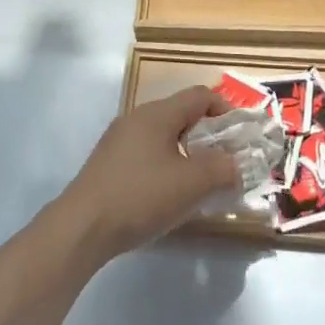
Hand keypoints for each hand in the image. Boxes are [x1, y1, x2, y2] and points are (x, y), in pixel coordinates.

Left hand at [49, 87, 241, 265]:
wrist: (82, 228)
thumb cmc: (140, 196)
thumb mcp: (191, 183)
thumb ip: (222, 168)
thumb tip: (236, 163)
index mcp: (157, 114)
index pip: (200, 96)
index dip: (226, 111)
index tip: (242, 138)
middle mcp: (136, 119)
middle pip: (182, 115)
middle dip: (209, 137)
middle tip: (227, 163)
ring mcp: (119, 141)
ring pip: (165, 137)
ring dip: (189, 154)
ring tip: (203, 183)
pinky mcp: (109, 164)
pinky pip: (148, 154)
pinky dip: (167, 166)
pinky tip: (170, 195)